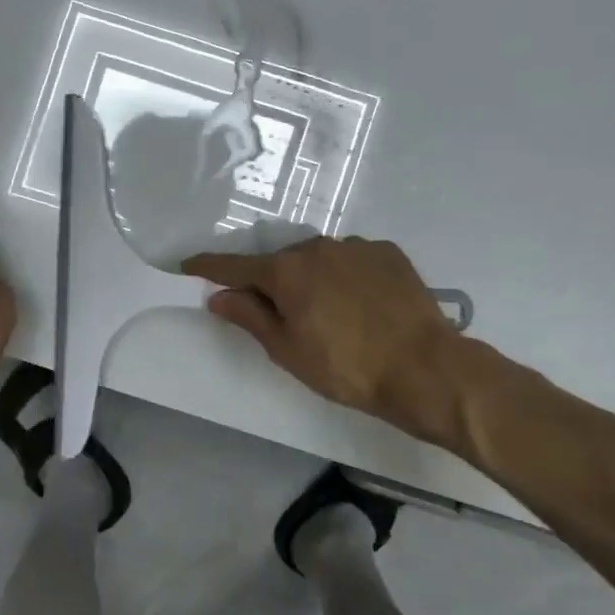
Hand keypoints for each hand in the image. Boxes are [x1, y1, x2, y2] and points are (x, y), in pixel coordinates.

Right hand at [183, 236, 471, 442]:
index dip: (209, 267)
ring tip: (332, 315)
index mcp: (287, 272)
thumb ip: (250, 317)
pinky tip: (362, 304)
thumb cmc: (347, 368)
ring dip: (314, 279)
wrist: (425, 368)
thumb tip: (219, 296)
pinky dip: (347, 277)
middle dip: (273, 283)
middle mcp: (318, 248)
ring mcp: (356, 247)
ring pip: (319, 260)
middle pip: (281, 263)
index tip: (188, 264)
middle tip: (282, 316)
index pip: (236, 266)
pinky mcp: (387, 252)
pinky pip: (353, 260)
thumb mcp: (289, 350)